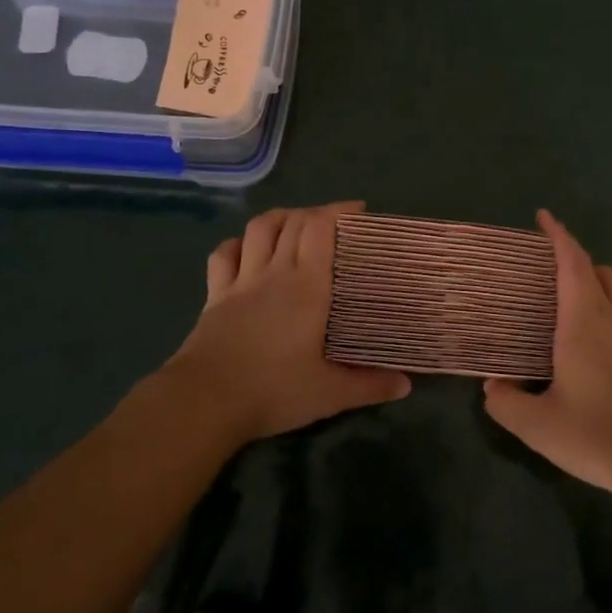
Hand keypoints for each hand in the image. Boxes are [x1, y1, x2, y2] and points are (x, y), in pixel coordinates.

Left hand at [165, 202, 410, 446]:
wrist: (205, 401)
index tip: (358, 211)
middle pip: (293, 222)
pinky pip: (223, 256)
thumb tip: (406, 385)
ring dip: (278, 218)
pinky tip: (245, 249)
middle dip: (315, 213)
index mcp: (307, 286)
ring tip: (293, 223)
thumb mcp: (330, 394)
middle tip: (334, 223)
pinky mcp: (215, 296)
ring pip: (258, 229)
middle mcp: (274, 272)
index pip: (320, 229)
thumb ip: (369, 385)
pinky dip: (237, 244)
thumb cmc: (274, 390)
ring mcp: (241, 281)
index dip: (338, 211)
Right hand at [482, 210, 611, 508]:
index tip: (544, 216)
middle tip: (555, 276)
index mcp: (583, 322)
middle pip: (604, 271)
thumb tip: (492, 387)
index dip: (558, 235)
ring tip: (588, 302)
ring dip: (609, 284)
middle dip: (580, 261)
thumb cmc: (598, 434)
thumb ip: (506, 404)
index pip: (571, 263)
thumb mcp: (537, 426)